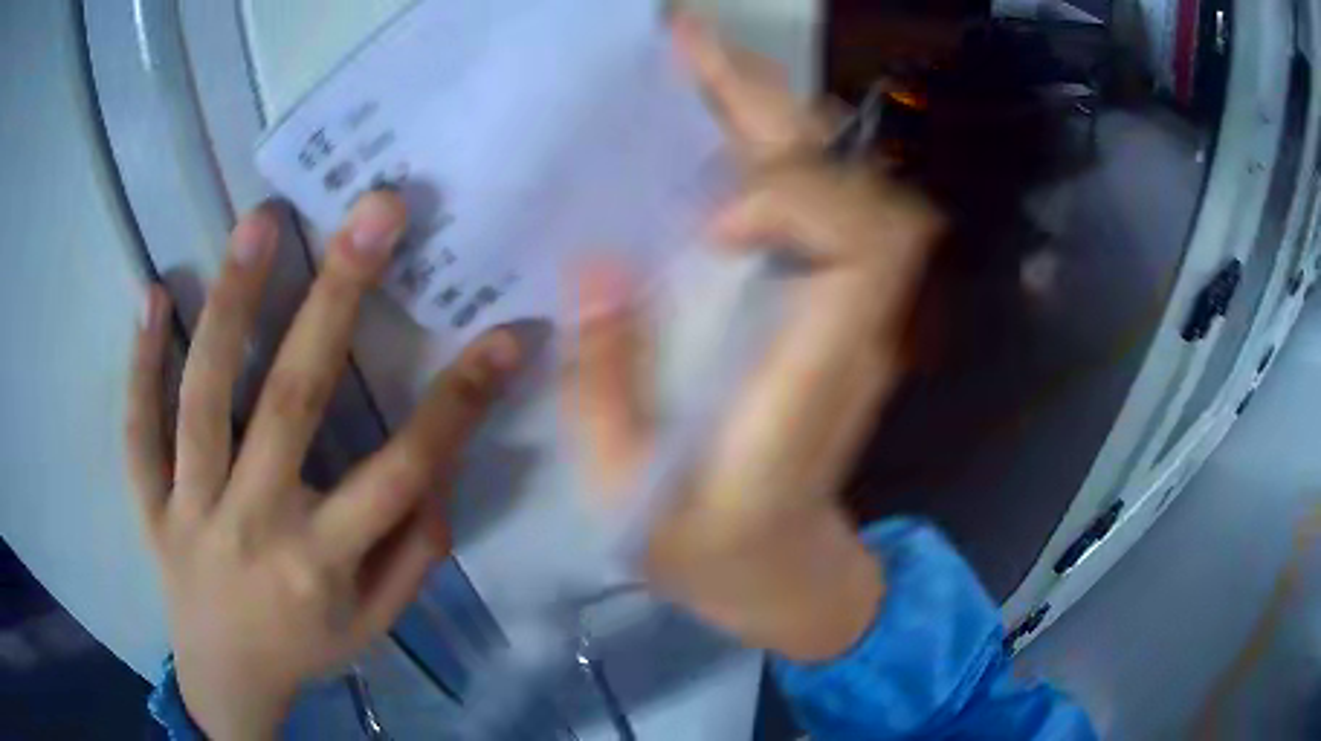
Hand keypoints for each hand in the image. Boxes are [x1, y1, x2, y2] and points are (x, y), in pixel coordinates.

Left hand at [125, 193, 521, 739]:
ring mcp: (189, 511)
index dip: (458, 403)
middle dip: (338, 297)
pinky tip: (152, 292)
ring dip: (230, 303)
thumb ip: (411, 555)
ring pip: (203, 398)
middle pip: (291, 402)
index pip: (401, 473)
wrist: (224, 681)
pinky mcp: (148, 505)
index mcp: (321, 564)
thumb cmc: (305, 648)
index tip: (506, 335)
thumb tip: (439, 475)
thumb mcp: (374, 624)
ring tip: (261, 221)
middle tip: (374, 212)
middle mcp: (253, 526)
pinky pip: (137, 430)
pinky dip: (139, 362)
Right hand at [568, 19, 941, 661]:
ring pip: (843, 184)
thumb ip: (603, 389)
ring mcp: (851, 315)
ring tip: (695, 63)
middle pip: (854, 192)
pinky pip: (820, 205)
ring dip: (773, 113)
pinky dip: (772, 149)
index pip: (866, 251)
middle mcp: (851, 333)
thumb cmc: (710, 553)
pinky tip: (714, 123)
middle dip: (775, 108)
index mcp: (810, 388)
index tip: (715, 215)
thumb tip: (595, 266)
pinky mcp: (830, 307)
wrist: (787, 575)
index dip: (802, 200)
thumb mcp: (626, 498)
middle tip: (689, 43)